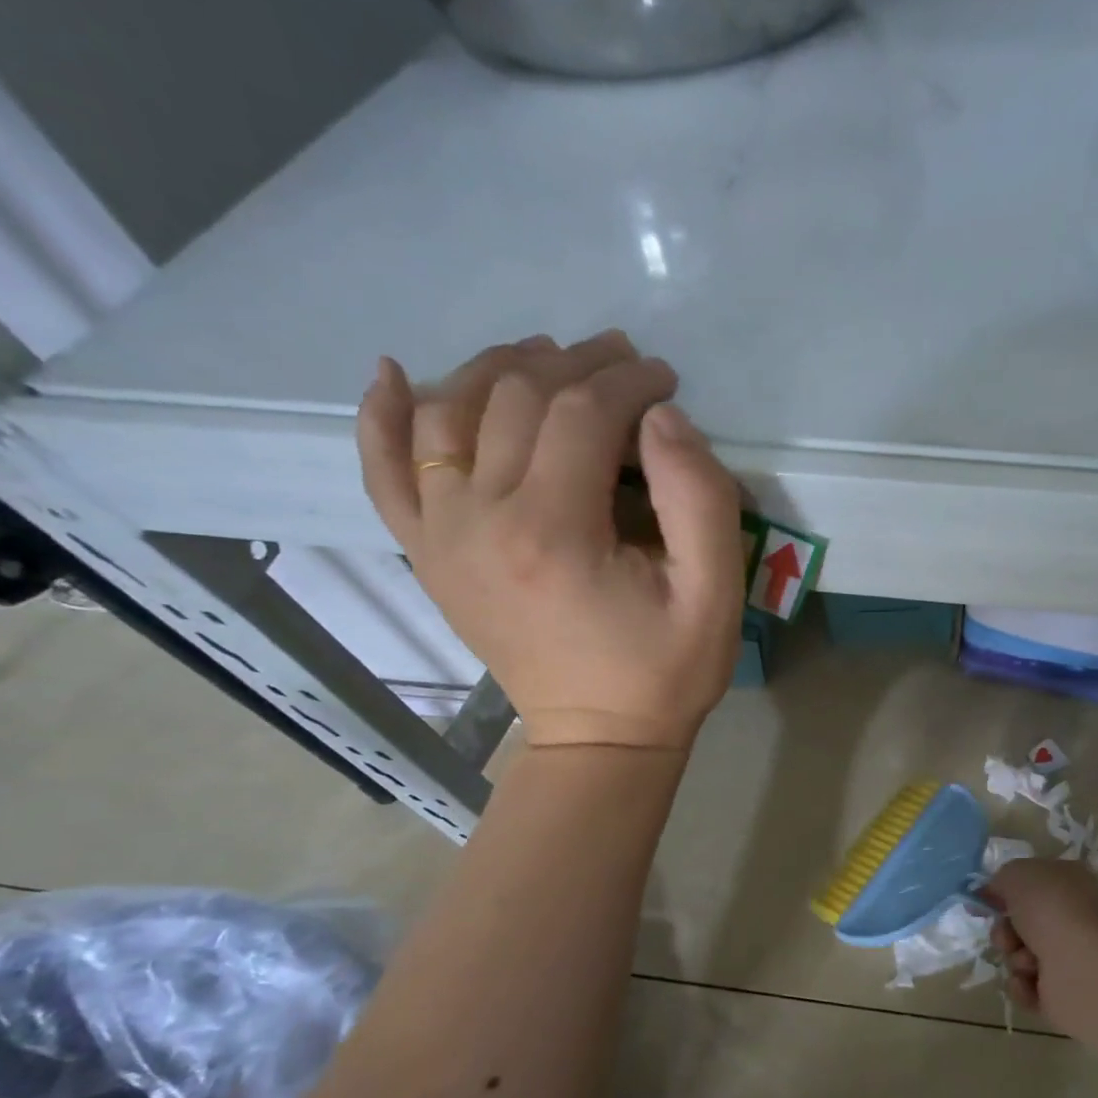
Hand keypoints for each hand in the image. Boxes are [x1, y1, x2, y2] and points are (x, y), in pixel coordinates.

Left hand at [356, 332, 743, 750]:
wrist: (598, 738)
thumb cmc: (664, 672)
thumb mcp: (714, 595)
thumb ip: (699, 500)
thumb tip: (663, 418)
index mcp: (554, 532)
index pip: (581, 414)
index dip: (627, 381)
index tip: (664, 377)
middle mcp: (479, 519)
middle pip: (515, 399)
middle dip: (574, 365)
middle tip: (621, 362)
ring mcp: (440, 535)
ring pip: (448, 412)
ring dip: (498, 370)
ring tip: (546, 359)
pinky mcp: (427, 553)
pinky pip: (384, 470)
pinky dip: (383, 415)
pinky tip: (396, 374)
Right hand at [987, 859, 1097, 1043]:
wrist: (1085, 968)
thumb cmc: (1053, 910)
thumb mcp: (1017, 875)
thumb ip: (1000, 879)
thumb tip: (992, 892)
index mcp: (1068, 883)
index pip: (1030, 884)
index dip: (1003, 892)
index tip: (982, 901)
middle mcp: (1071, 918)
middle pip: (1019, 924)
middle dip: (1005, 931)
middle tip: (1009, 936)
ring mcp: (1070, 957)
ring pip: (1019, 956)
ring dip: (1015, 958)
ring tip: (1029, 962)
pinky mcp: (1064, 994)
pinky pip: (1026, 988)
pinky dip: (1022, 986)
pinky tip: (1032, 983)